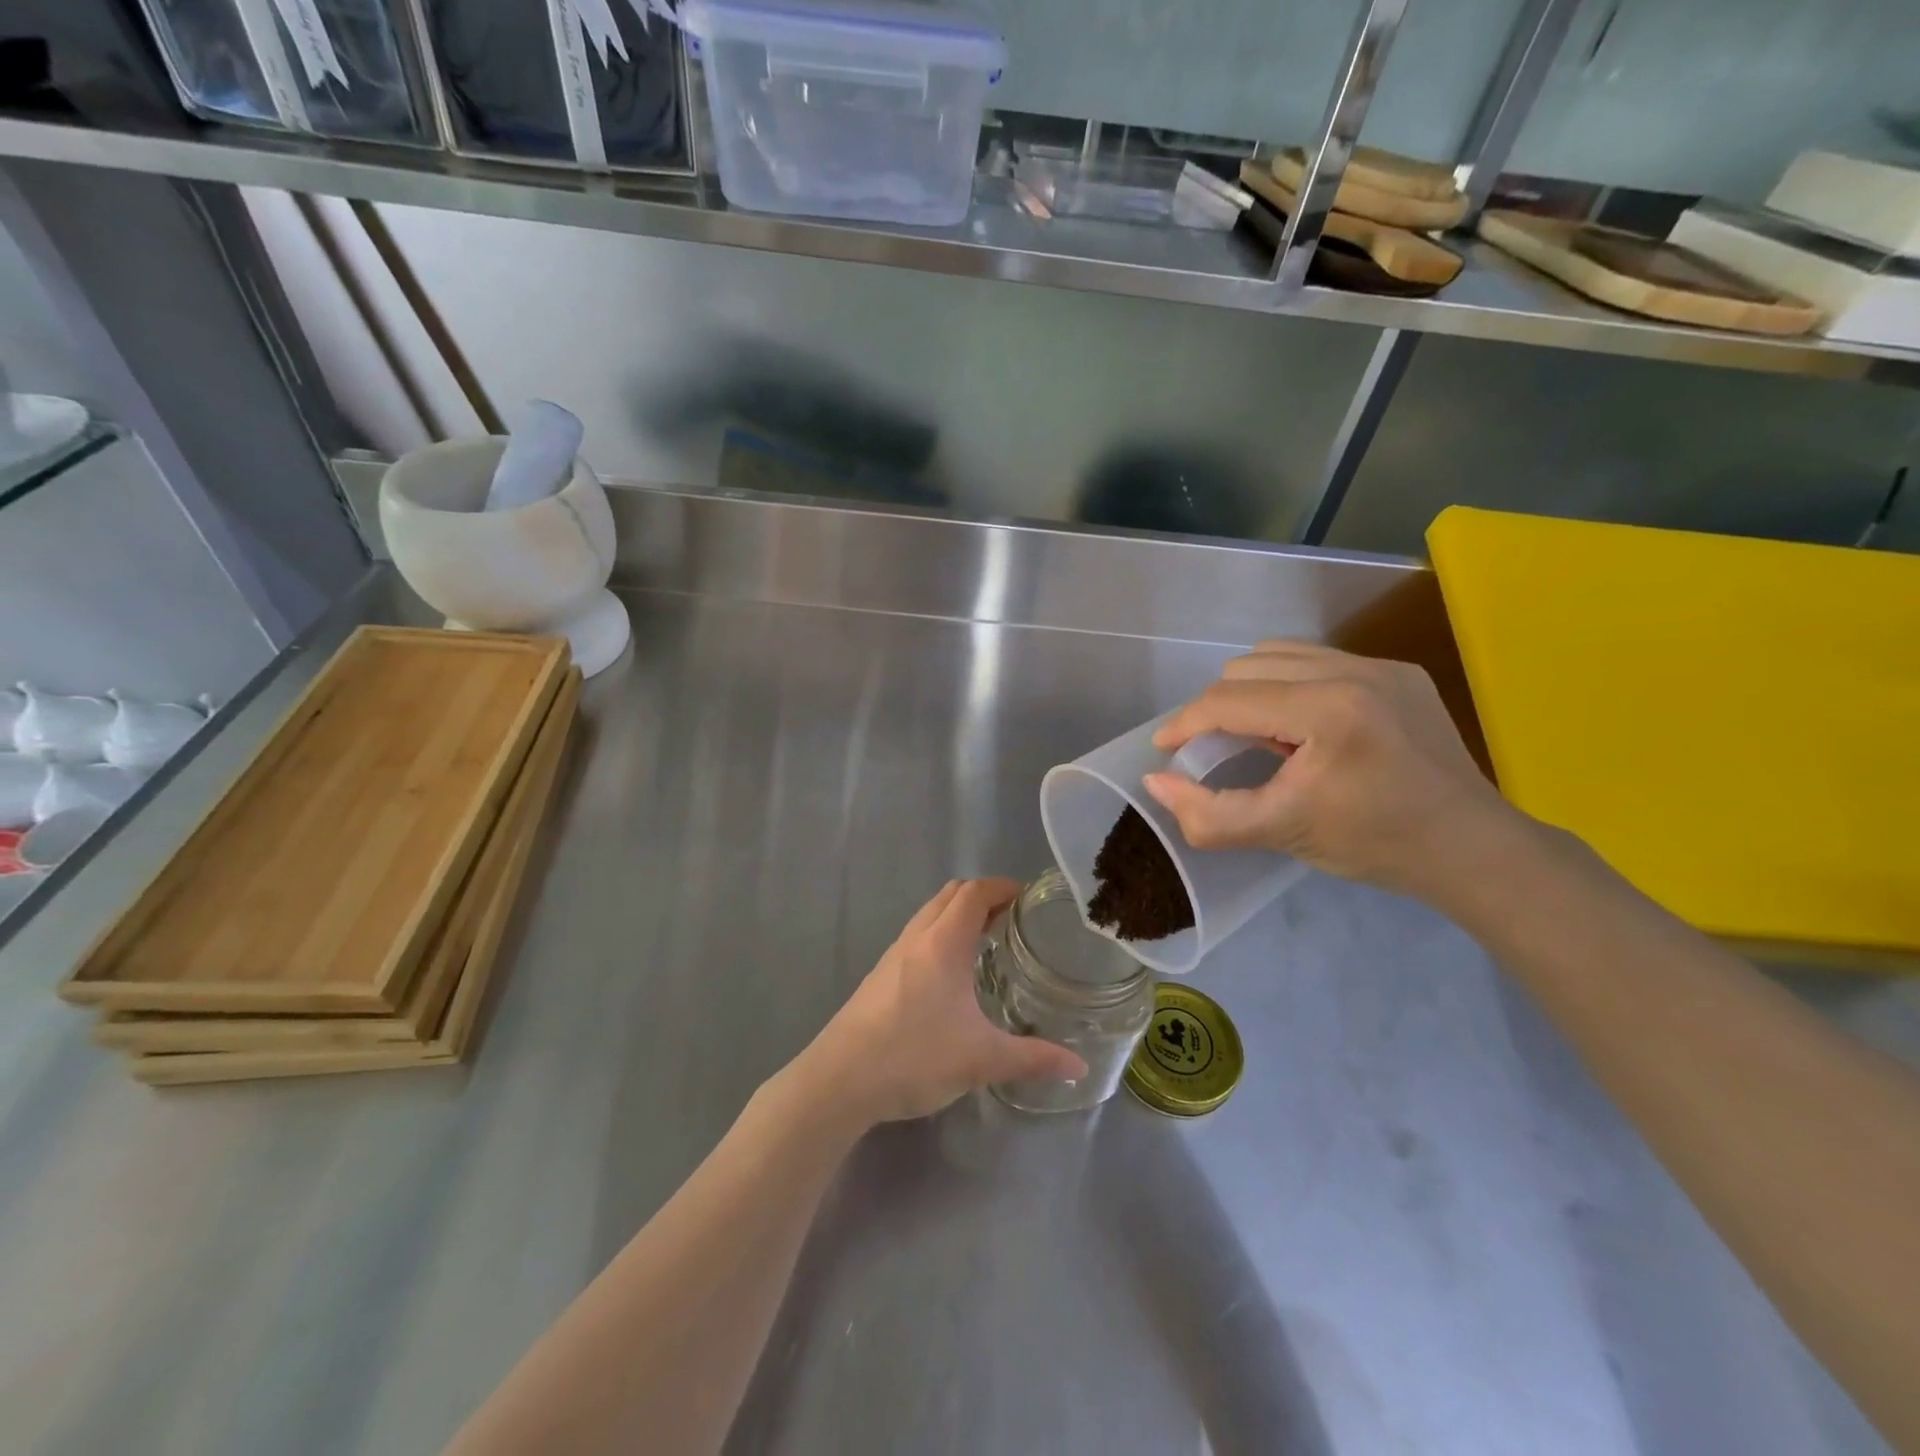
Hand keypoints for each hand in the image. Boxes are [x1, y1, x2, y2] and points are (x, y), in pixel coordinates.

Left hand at [798, 878, 1088, 1127]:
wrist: (839, 1080)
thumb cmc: (913, 1057)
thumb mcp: (981, 1060)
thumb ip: (1033, 1059)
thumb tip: (1081, 1067)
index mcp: (943, 944)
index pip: (974, 893)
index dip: (1001, 887)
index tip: (1027, 897)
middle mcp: (916, 939)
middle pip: (950, 895)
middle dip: (982, 896)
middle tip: (1012, 918)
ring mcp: (893, 956)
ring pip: (929, 915)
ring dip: (957, 915)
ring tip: (986, 941)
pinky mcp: (879, 976)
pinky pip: (916, 938)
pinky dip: (939, 936)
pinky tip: (951, 975)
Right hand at [1143, 641, 1521, 901]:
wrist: (1471, 848)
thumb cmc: (1374, 844)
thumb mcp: (1281, 833)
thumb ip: (1209, 814)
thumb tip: (1156, 781)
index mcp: (1327, 710)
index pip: (1228, 700)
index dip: (1185, 724)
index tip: (1165, 749)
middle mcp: (1353, 671)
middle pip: (1246, 668)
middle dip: (1217, 708)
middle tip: (1216, 750)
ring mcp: (1381, 665)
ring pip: (1279, 655)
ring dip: (1250, 690)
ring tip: (1257, 734)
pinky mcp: (1399, 671)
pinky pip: (1318, 661)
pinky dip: (1289, 686)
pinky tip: (1301, 727)